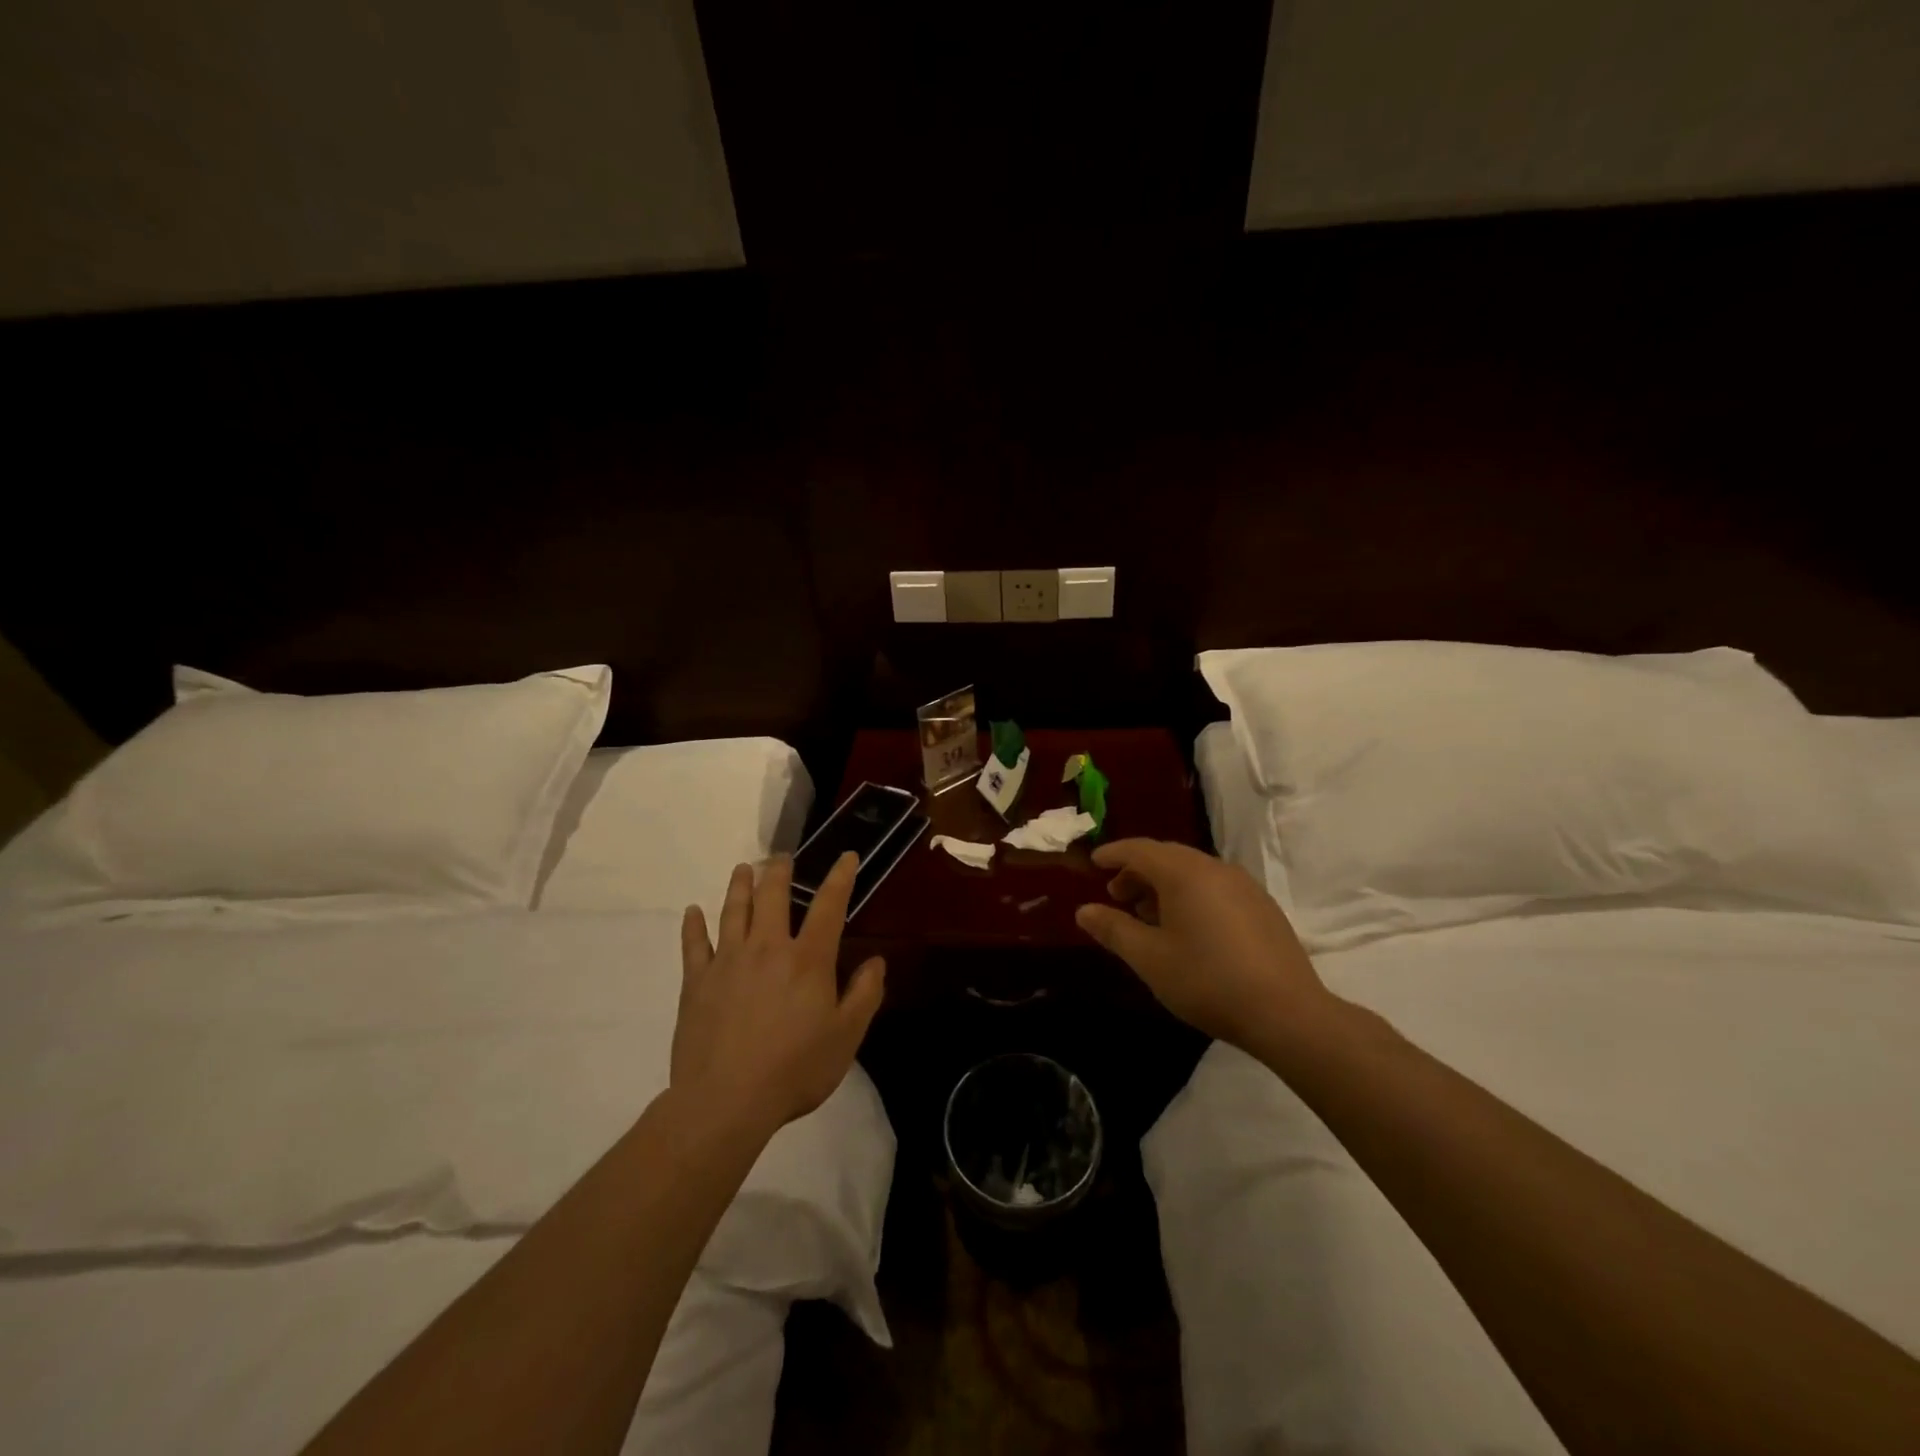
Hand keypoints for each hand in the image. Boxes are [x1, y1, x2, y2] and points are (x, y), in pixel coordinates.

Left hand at [676, 853, 884, 1133]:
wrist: (726, 1102)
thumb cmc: (794, 1070)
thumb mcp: (846, 1037)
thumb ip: (864, 995)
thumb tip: (876, 960)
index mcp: (808, 959)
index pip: (828, 906)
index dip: (839, 878)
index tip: (846, 856)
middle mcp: (767, 948)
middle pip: (772, 897)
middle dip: (779, 871)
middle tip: (781, 857)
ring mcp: (728, 962)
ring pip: (734, 911)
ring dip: (739, 886)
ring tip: (743, 868)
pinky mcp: (697, 983)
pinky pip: (694, 945)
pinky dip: (693, 925)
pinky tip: (692, 912)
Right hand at [1075, 838, 1335, 1055]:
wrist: (1286, 1013)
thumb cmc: (1207, 980)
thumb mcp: (1149, 958)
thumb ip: (1114, 929)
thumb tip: (1084, 911)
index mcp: (1184, 873)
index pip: (1140, 849)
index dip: (1114, 854)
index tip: (1094, 863)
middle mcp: (1215, 868)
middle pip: (1167, 857)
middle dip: (1137, 872)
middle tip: (1117, 897)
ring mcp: (1244, 886)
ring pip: (1193, 872)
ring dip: (1164, 885)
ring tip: (1148, 917)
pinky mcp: (1262, 907)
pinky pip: (1215, 887)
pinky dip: (1191, 895)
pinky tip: (1188, 929)